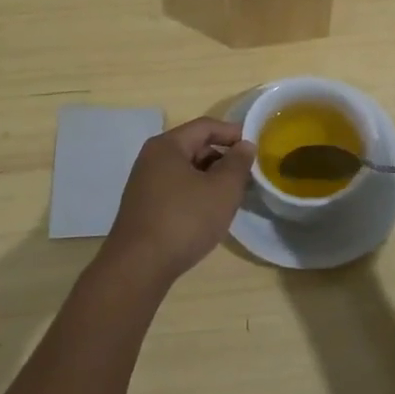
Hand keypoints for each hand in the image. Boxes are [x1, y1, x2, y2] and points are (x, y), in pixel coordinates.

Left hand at [102, 117, 254, 283]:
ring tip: (233, 195)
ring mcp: (145, 183)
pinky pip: (176, 189)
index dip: (233, 133)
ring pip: (186, 170)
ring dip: (211, 178)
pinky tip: (209, 213)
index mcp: (168, 145)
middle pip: (194, 146)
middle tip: (247, 175)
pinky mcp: (144, 207)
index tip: (256, 147)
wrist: (138, 267)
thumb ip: (238, 164)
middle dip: (223, 157)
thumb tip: (245, 145)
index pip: (206, 126)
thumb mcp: (222, 190)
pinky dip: (196, 193)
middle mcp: (152, 158)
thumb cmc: (184, 220)